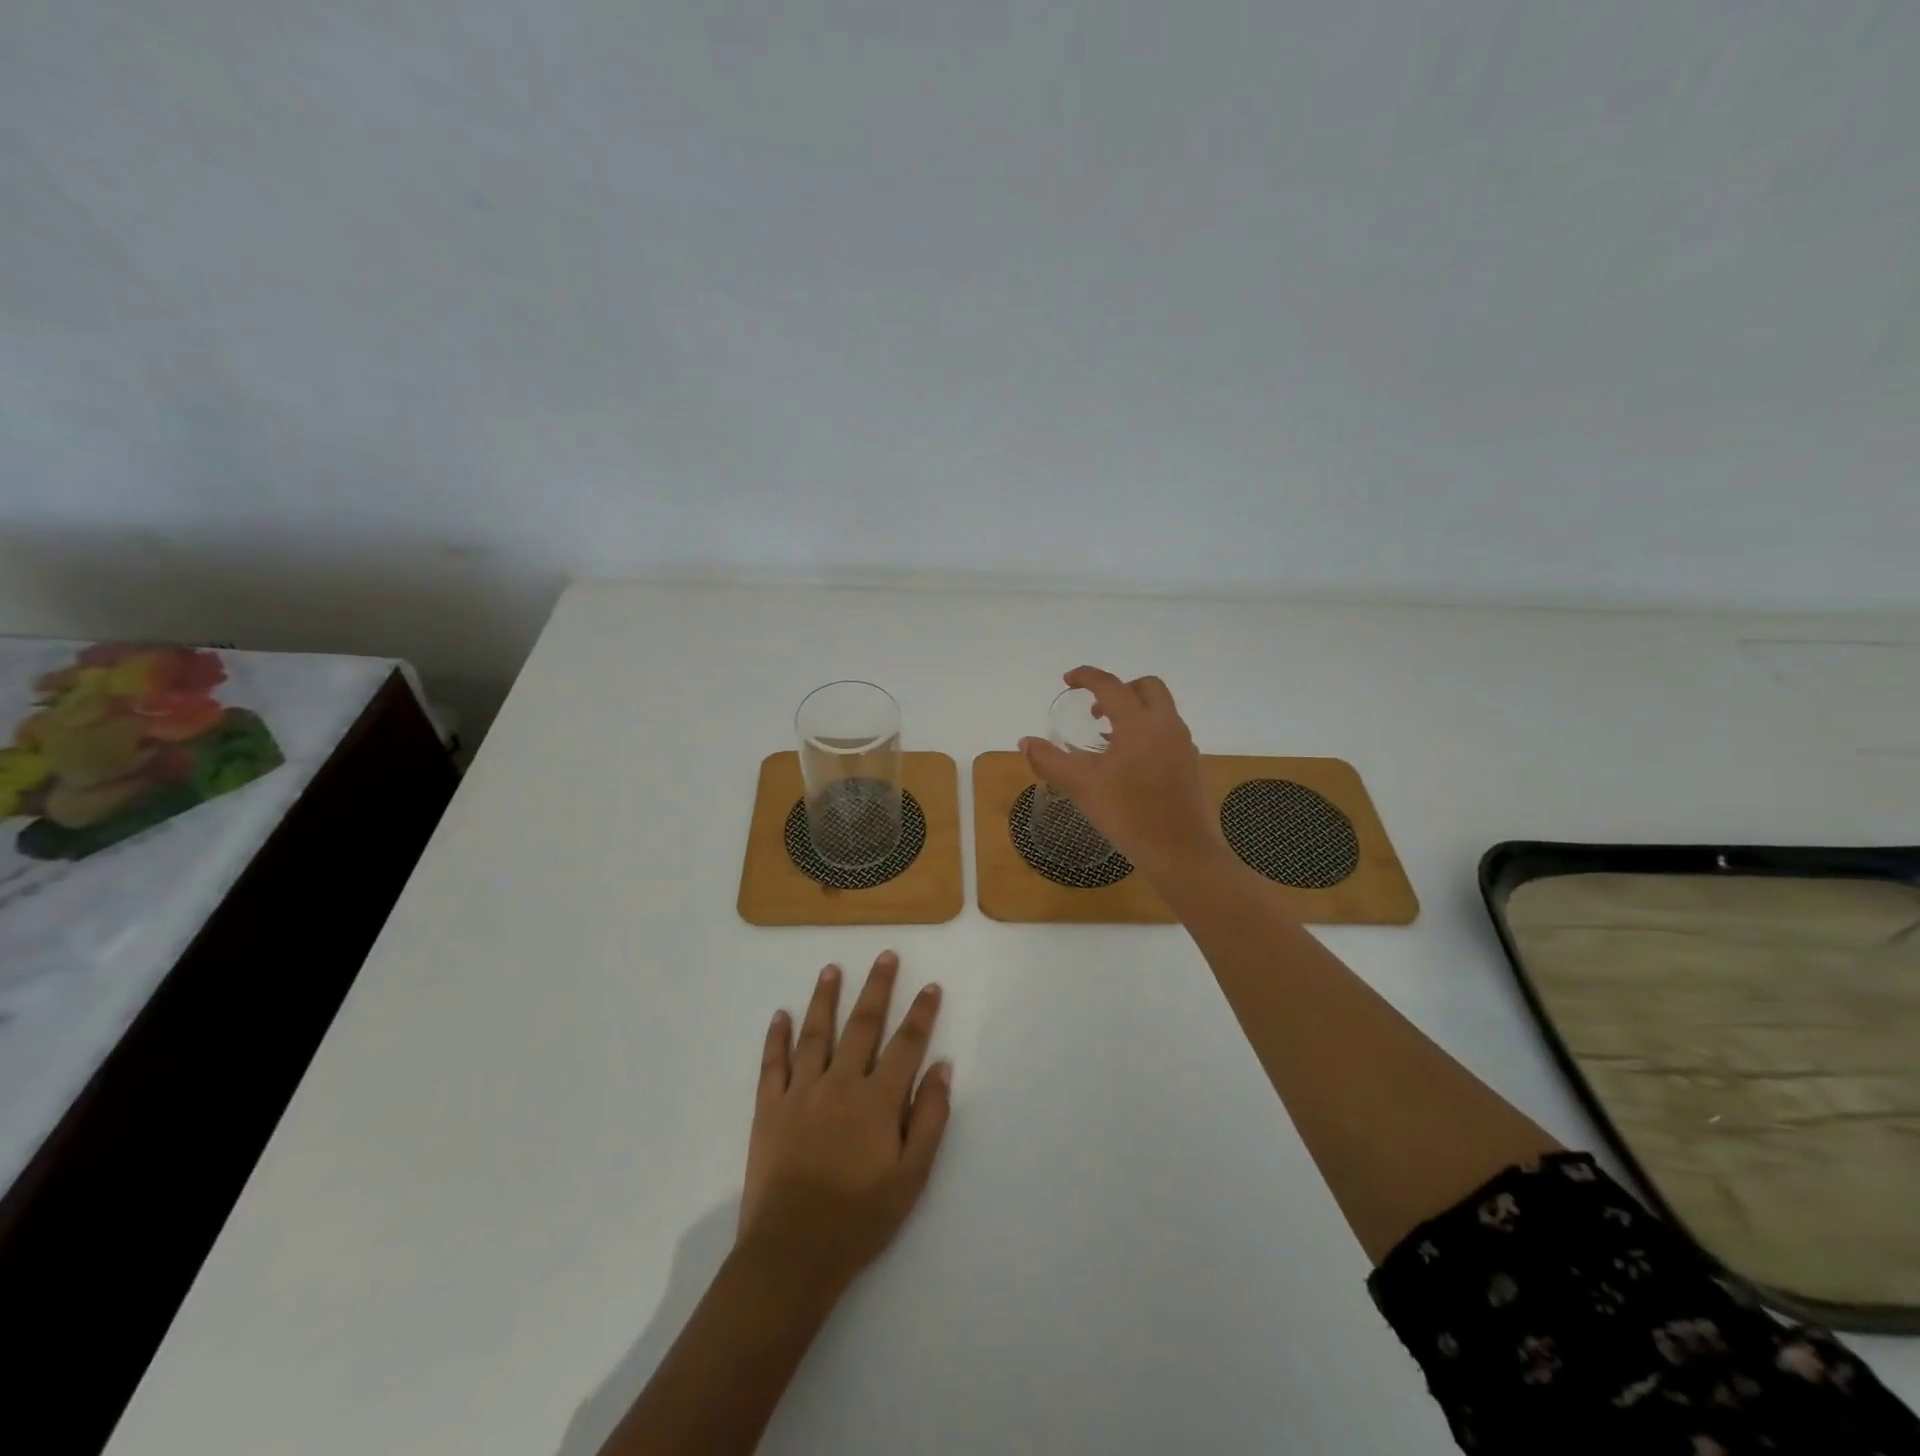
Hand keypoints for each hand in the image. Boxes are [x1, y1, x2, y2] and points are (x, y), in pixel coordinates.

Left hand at [739, 952, 951, 1302]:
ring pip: (816, 1033)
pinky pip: (773, 1063)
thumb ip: (930, 1118)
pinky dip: (777, 1037)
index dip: (921, 1014)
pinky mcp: (769, 1108)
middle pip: (863, 1025)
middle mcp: (840, 1083)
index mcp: (878, 1100)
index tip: (931, 986)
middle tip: (885, 956)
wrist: (792, 1252)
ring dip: (825, 997)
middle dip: (878, 988)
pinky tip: (781, 1015)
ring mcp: (801, 1092)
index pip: (906, 1044)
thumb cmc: (860, 1218)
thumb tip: (942, 1067)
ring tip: (831, 968)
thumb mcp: (912, 1177)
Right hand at [1019, 666, 1216, 879]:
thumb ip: (1050, 760)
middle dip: (1119, 689)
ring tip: (1107, 738)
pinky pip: (1167, 731)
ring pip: (1160, 709)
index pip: (1111, 686)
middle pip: (1146, 687)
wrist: (1179, 852)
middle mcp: (1166, 725)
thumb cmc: (1128, 814)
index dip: (1087, 677)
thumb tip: (1025, 742)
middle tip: (1095, 711)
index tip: (1068, 680)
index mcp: (1139, 724)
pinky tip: (1129, 762)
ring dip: (1133, 710)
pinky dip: (1146, 731)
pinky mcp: (1190, 763)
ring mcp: (1183, 744)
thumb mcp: (1081, 786)